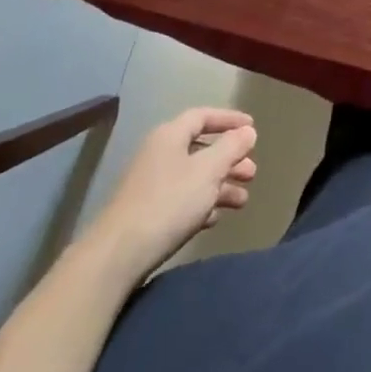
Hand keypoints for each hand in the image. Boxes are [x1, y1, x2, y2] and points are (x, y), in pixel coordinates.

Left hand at [84, 108, 256, 284]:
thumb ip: (231, 147)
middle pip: (201, 149)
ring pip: (194, 177)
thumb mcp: (208, 171)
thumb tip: (248, 131)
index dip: (229, 119)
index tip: (253, 128)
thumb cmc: (169, 202)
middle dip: (230, 159)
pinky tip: (215, 218)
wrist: (117, 255)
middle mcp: (159, 155)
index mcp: (170, 136)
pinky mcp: (148, 213)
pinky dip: (202, 204)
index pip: (203, 116)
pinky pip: (182, 200)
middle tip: (252, 173)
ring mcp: (151, 185)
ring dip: (221, 185)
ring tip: (243, 200)